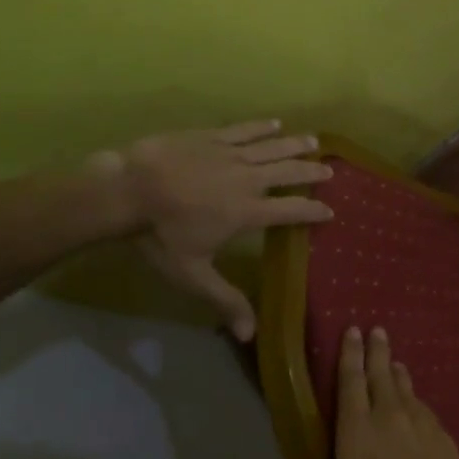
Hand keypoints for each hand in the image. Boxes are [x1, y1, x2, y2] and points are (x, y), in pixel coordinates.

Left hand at [109, 120, 332, 340]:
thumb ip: (225, 300)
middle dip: (311, 173)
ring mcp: (230, 154)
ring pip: (272, 146)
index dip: (312, 211)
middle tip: (330, 171)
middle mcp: (248, 180)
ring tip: (314, 141)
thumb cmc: (160, 235)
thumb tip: (251, 335)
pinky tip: (275, 123)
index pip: (289, 211)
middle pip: (288, 173)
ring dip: (295, 144)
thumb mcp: (193, 274)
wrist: (128, 189)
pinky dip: (262, 126)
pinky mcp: (212, 136)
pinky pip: (244, 129)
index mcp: (247, 212)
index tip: (331, 211)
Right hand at [273, 327, 458, 458]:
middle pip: (381, 373)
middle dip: (376, 350)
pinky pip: (424, 407)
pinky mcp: (444, 438)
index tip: (352, 329)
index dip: (350, 354)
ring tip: (394, 361)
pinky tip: (416, 403)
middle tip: (376, 329)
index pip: (351, 380)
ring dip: (397, 371)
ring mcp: (421, 424)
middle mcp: (390, 416)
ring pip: (406, 388)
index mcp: (358, 429)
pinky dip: (416, 397)